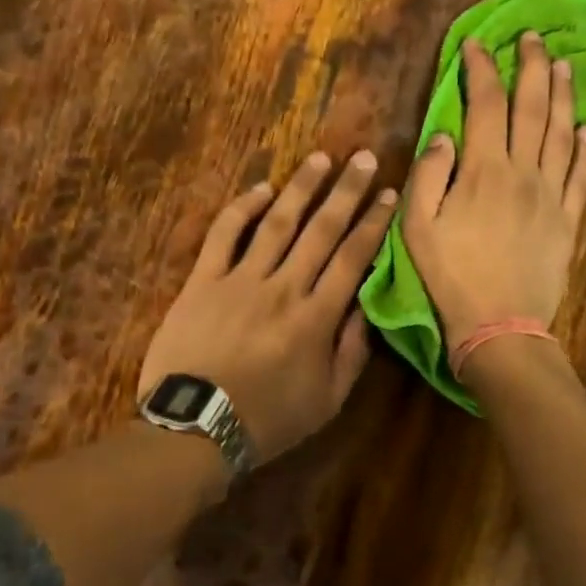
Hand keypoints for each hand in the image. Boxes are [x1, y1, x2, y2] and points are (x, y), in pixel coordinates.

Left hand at [141, 150, 396, 461]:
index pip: (353, 259)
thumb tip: (368, 307)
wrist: (196, 427)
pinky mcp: (202, 281)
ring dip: (301, 188)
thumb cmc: (267, 420)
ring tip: (321, 159)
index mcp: (317, 318)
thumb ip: (352, 352)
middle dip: (346, 192)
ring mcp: (240, 280)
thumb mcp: (327, 401)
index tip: (389, 195)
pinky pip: (224, 235)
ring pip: (277, 223)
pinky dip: (241, 208)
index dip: (373, 224)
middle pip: (321, 230)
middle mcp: (284, 288)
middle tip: (364, 158)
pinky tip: (260, 188)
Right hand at [403, 33, 585, 350]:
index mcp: (483, 170)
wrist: (499, 324)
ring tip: (563, 64)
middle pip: (532, 107)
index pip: (485, 105)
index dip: (480, 70)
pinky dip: (582, 146)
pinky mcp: (568, 218)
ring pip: (560, 132)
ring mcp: (551, 194)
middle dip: (531, 66)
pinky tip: (582, 127)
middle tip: (532, 37)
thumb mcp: (417, 227)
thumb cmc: (450, 276)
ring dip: (562, 94)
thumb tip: (445, 134)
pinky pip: (580, 173)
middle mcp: (523, 172)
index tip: (475, 45)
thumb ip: (428, 174)